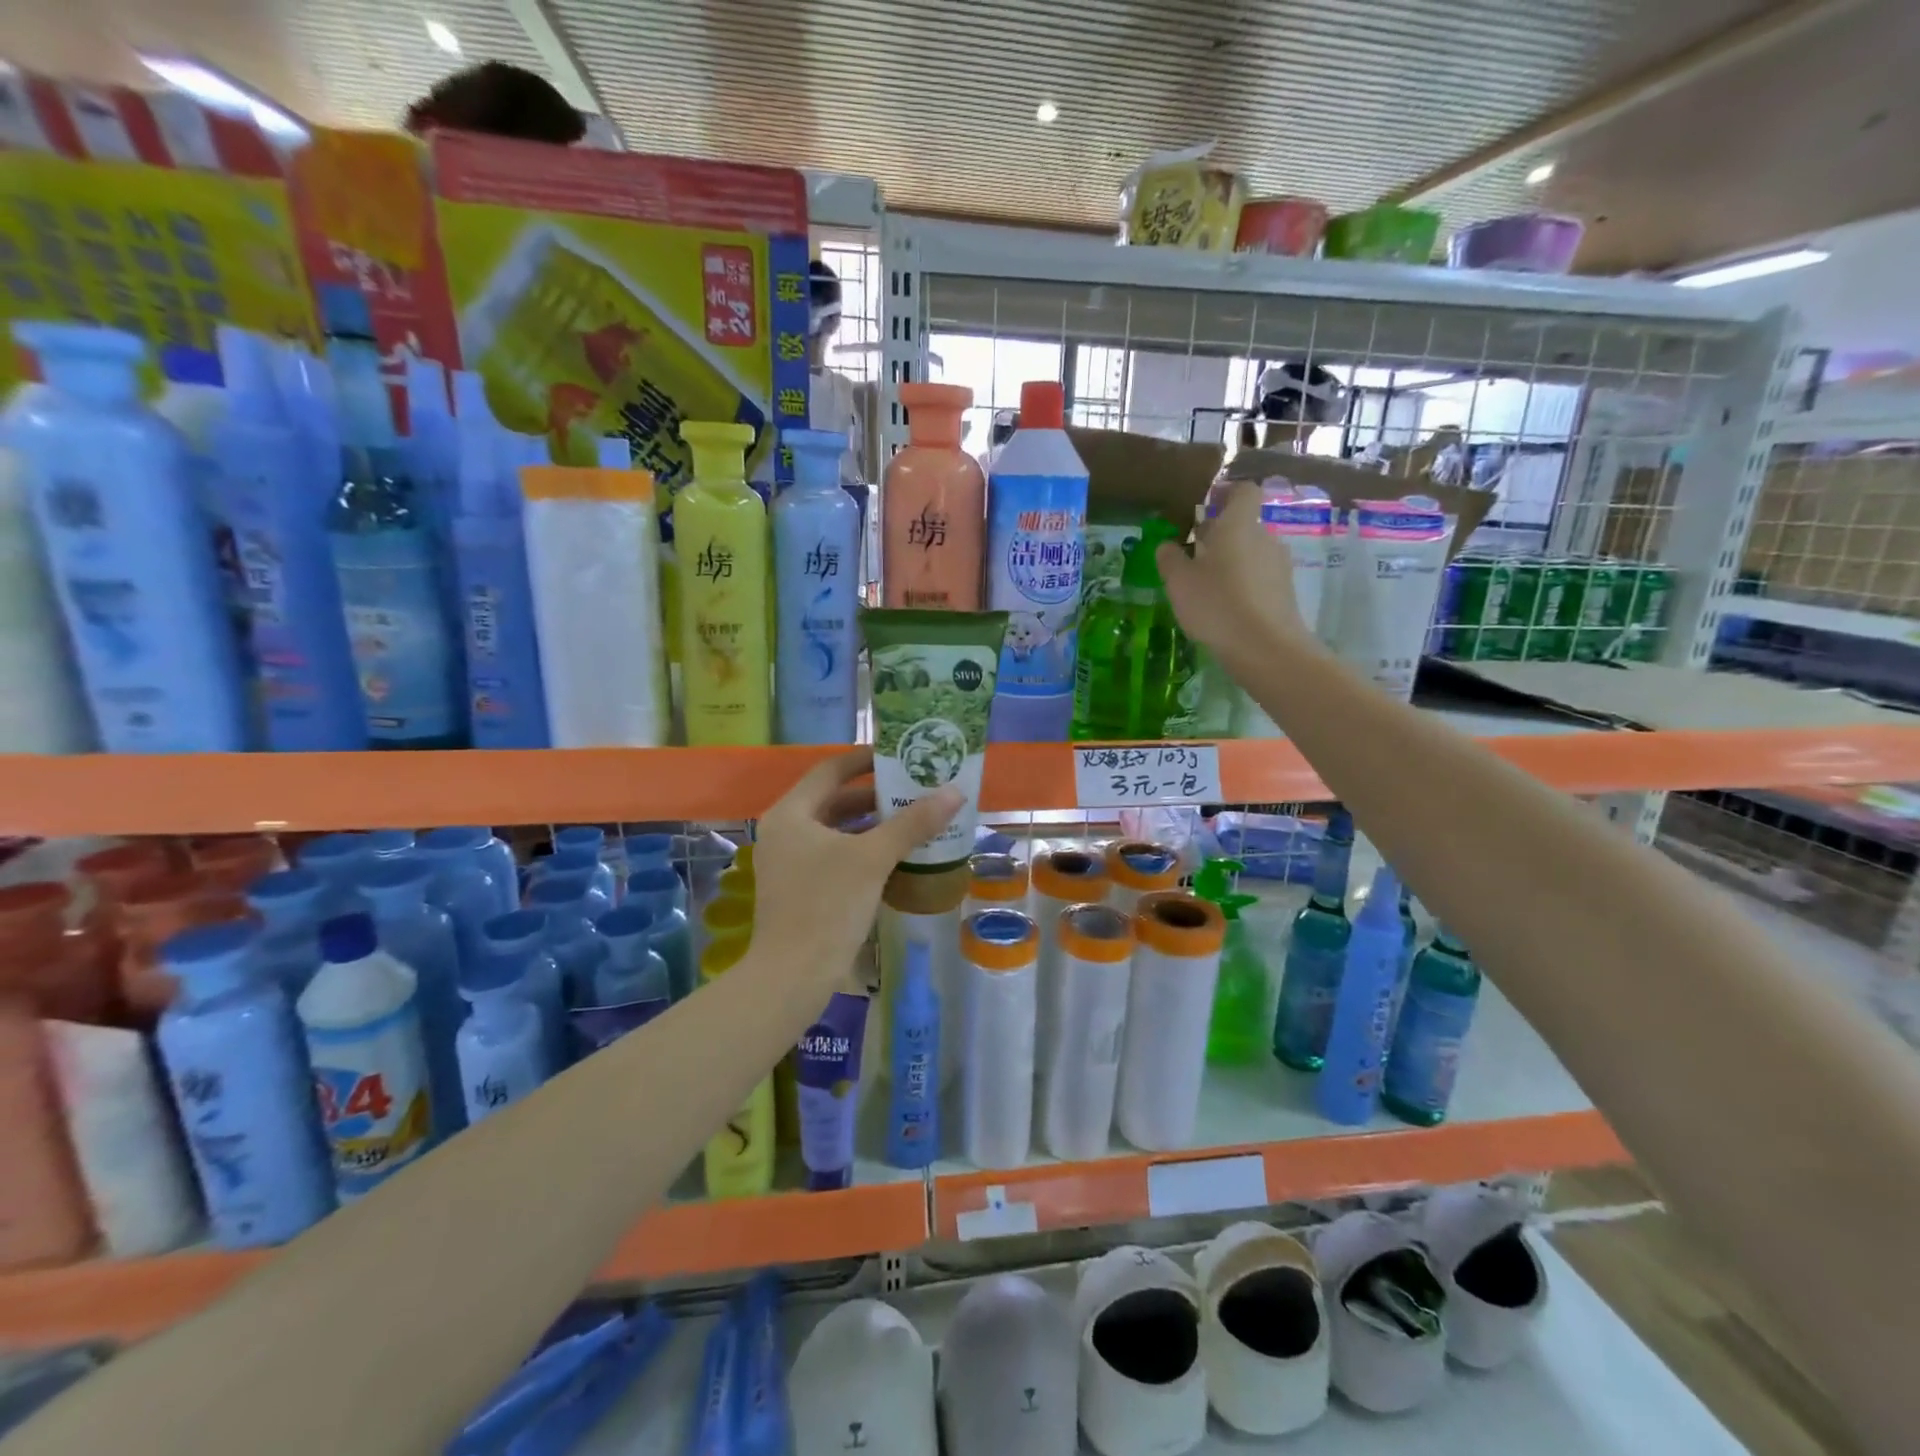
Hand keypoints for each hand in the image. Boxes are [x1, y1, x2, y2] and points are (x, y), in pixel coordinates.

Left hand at [751, 748, 961, 988]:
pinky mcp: (800, 888)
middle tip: (914, 789)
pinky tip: (896, 855)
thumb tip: (954, 792)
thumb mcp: (873, 859)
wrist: (793, 977)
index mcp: (791, 814)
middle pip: (834, 800)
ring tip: (913, 819)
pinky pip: (835, 855)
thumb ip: (913, 823)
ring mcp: (790, 862)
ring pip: (836, 830)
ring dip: (872, 824)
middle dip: (874, 795)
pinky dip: (863, 849)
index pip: (830, 770)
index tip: (898, 755)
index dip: (864, 759)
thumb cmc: (828, 905)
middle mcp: (785, 831)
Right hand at [1155, 481, 1311, 661]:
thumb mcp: (1179, 582)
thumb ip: (1170, 559)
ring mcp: (1278, 565)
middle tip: (1193, 554)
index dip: (1227, 493)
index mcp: (1239, 525)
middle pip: (1243, 525)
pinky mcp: (1285, 592)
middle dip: (1219, 536)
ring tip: (1206, 586)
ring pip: (1251, 553)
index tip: (1207, 505)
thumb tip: (1167, 545)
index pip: (1243, 491)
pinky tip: (1225, 608)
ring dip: (1230, 562)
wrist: (1265, 648)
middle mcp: (1264, 538)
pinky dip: (1242, 584)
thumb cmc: (1216, 604)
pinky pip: (1259, 577)